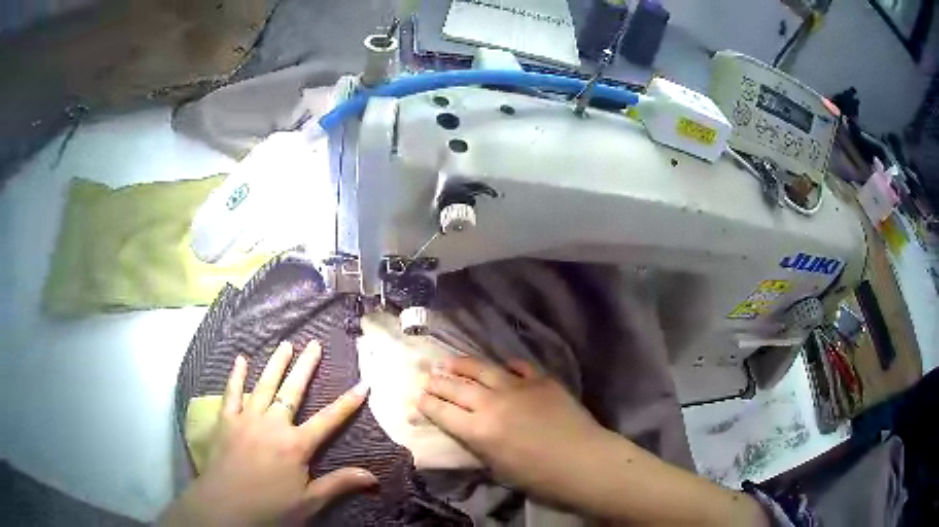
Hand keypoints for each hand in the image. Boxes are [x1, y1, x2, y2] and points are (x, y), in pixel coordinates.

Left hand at [160, 341, 376, 525]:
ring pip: (264, 385)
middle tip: (314, 344)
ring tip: (285, 344)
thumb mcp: (310, 502)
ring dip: (275, 364)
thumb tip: (374, 476)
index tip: (363, 384)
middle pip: (293, 391)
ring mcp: (247, 419)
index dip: (348, 403)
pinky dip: (236, 376)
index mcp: (296, 445)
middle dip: (306, 367)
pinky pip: (231, 393)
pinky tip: (240, 360)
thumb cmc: (270, 507)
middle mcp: (273, 424)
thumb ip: (339, 484)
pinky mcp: (226, 421)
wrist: (225, 507)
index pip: (328, 420)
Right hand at [416, 356, 607, 503]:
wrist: (583, 461)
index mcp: (478, 431)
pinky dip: (507, 366)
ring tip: (449, 361)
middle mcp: (492, 403)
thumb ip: (478, 444)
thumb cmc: (539, 477)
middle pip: (456, 387)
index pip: (443, 412)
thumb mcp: (498, 467)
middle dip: (438, 382)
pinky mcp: (541, 380)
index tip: (417, 397)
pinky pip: (518, 367)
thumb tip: (467, 429)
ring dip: (462, 364)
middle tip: (427, 376)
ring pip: (482, 369)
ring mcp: (518, 387)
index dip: (427, 403)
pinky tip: (502, 366)